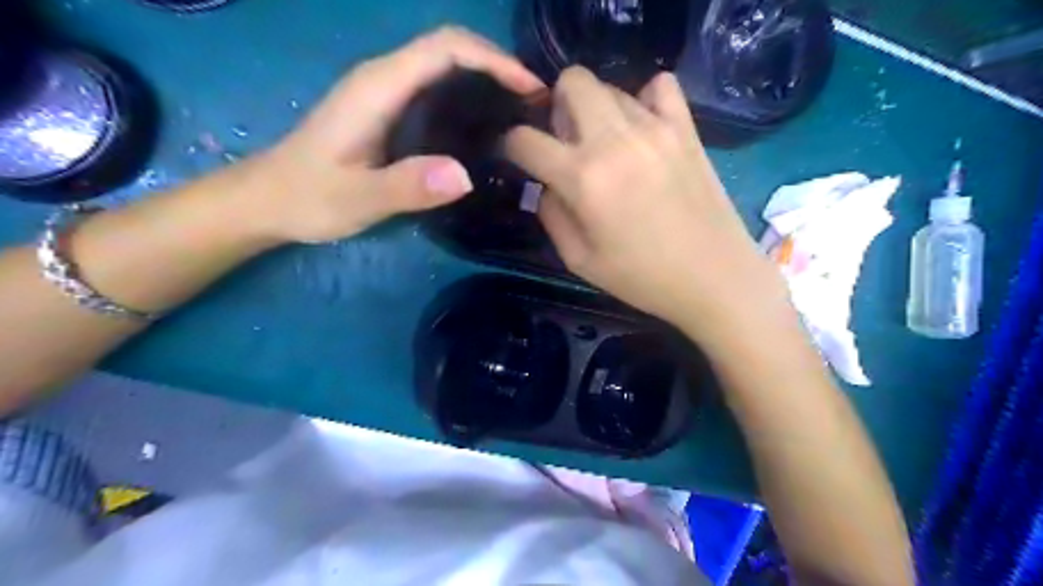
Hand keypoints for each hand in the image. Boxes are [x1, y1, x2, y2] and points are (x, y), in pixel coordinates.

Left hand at [249, 25, 541, 242]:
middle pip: (450, 48)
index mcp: (379, 86)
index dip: (493, 59)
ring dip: (487, 78)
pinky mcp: (387, 110)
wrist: (269, 200)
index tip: (529, 88)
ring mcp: (384, 92)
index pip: (445, 48)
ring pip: (445, 66)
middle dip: (498, 65)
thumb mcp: (358, 199)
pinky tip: (485, 125)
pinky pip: (437, 88)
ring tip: (521, 112)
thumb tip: (464, 176)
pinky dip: (469, 95)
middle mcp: (384, 77)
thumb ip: (406, 186)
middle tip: (535, 104)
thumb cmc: (309, 197)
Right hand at [505, 65, 789, 339]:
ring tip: (607, 146)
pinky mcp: (685, 128)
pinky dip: (644, 99)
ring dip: (596, 111)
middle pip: (571, 82)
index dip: (511, 145)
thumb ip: (551, 215)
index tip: (518, 157)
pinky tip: (644, 129)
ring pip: (610, 86)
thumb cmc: (641, 277)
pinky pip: (660, 86)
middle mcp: (615, 140)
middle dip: (556, 106)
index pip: (525, 139)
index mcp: (583, 177)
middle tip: (566, 143)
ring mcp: (655, 127)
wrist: (713, 277)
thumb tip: (547, 184)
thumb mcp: (578, 260)